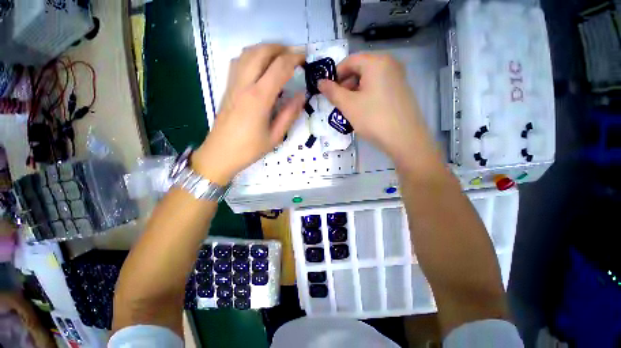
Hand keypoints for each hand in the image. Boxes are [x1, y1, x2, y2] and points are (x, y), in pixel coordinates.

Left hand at [193, 44, 305, 184]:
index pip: (279, 67)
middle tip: (294, 55)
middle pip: (261, 52)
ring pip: (248, 53)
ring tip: (280, 56)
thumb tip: (302, 96)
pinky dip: (252, 56)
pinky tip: (260, 66)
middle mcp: (244, 84)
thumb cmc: (249, 149)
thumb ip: (289, 114)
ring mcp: (233, 84)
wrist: (220, 153)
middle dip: (280, 48)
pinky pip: (239, 62)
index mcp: (259, 98)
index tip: (305, 58)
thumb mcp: (275, 136)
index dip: (294, 59)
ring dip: (266, 49)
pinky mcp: (227, 87)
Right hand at [318, 53, 438, 169]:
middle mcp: (389, 64)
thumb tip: (320, 82)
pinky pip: (378, 88)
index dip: (335, 75)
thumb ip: (332, 92)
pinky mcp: (400, 91)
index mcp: (377, 62)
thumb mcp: (348, 105)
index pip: (349, 61)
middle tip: (338, 102)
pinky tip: (362, 111)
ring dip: (354, 92)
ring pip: (368, 80)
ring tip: (348, 109)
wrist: (405, 139)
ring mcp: (397, 77)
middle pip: (360, 69)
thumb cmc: (373, 119)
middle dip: (345, 85)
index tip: (327, 91)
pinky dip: (366, 96)